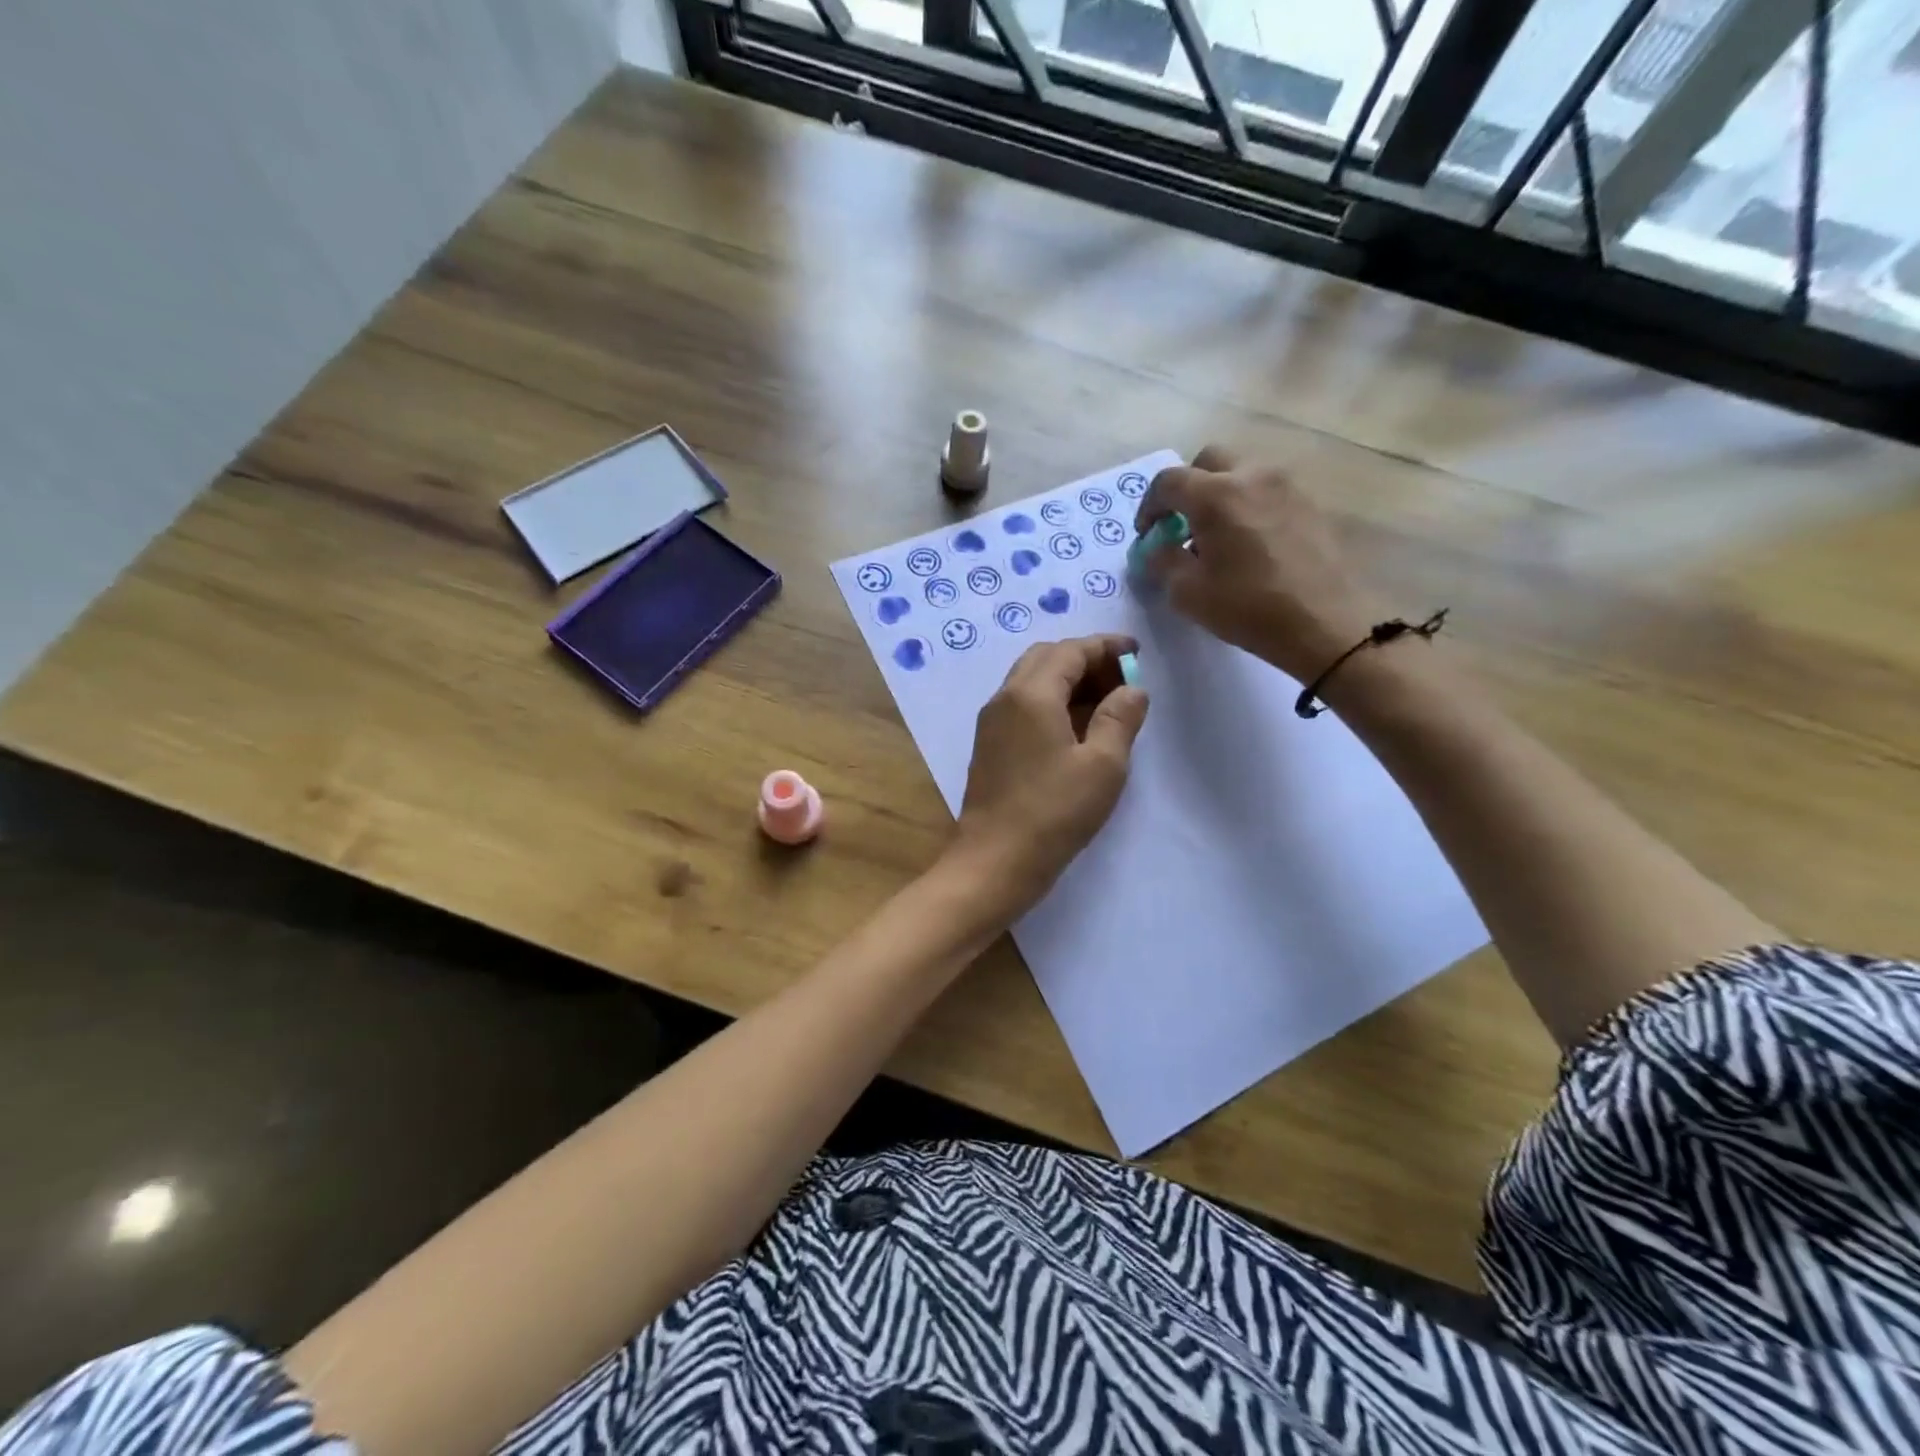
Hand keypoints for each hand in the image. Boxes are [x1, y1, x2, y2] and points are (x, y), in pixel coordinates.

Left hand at [949, 635, 1148, 915]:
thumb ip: (1120, 719)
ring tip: (1106, 702)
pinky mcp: (989, 745)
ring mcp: (991, 722)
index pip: (1070, 651)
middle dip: (1086, 660)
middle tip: (1121, 680)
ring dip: (1067, 680)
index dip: (1105, 646)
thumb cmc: (1054, 812)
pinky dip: (1051, 701)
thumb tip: (1132, 689)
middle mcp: (1004, 698)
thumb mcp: (1103, 766)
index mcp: (1030, 694)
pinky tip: (1076, 727)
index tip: (1136, 652)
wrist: (994, 860)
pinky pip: (1022, 705)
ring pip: (1031, 681)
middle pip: (1046, 658)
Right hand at [1135, 445, 1384, 681]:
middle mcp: (1252, 476)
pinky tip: (1248, 544)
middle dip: (1187, 488)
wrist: (1324, 623)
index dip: (1149, 506)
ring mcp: (1287, 486)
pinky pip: (1267, 491)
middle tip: (1180, 525)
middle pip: (1208, 462)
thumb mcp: (1188, 593)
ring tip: (1216, 537)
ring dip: (1219, 495)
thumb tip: (1158, 548)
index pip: (1168, 482)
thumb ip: (1163, 561)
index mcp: (1216, 495)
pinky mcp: (1310, 503)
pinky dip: (1247, 506)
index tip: (1147, 534)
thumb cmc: (1248, 608)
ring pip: (1241, 473)